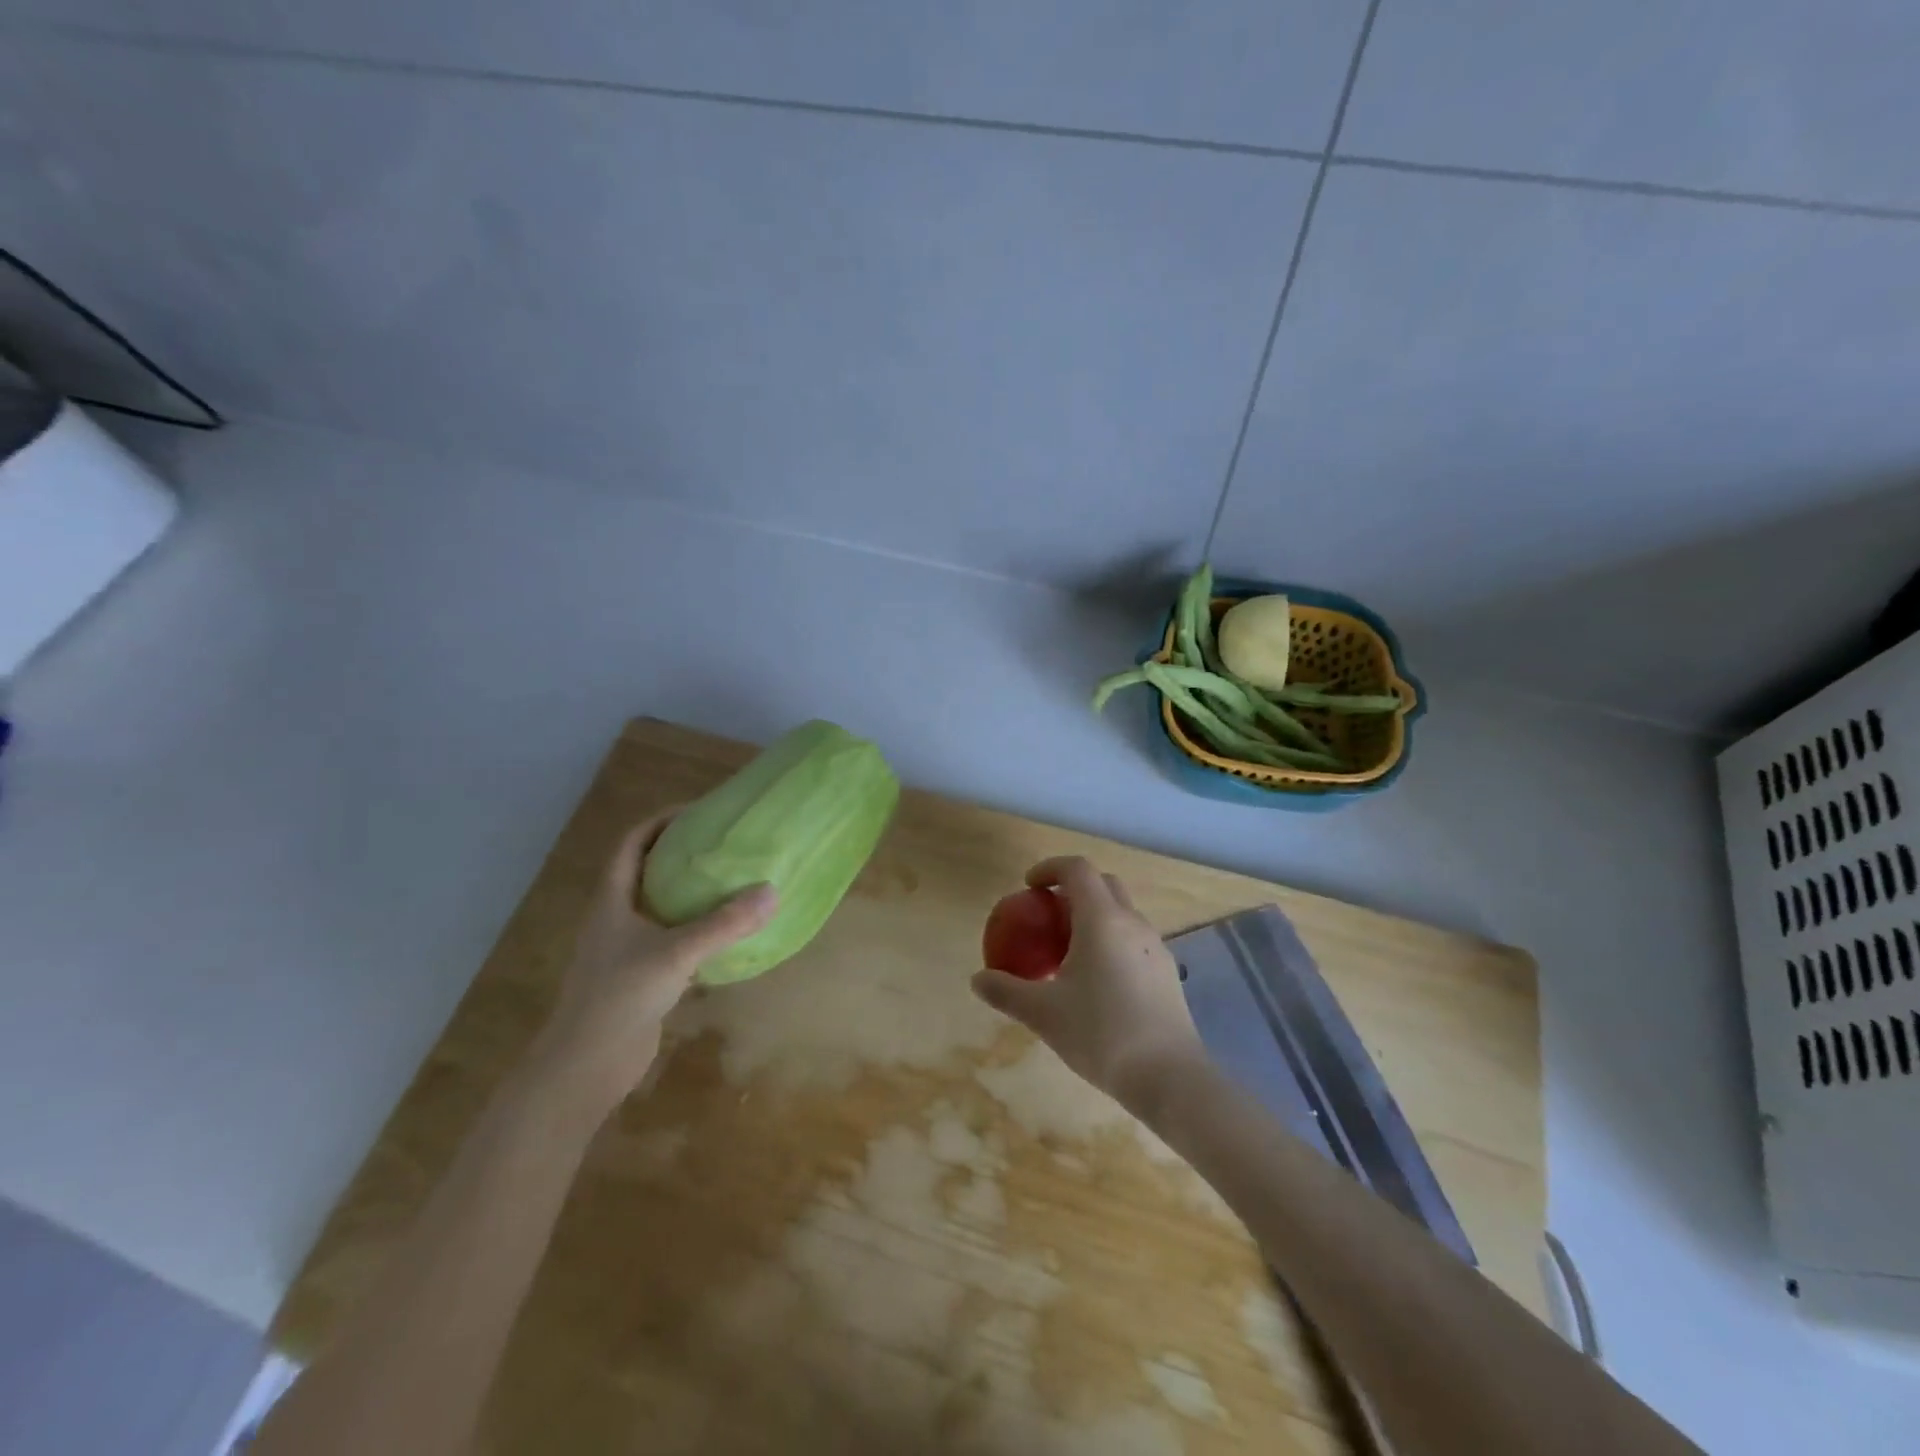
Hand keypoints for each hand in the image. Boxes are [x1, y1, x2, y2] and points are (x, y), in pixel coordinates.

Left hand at [532, 809, 776, 1107]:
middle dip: (682, 854)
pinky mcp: (642, 978)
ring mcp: (627, 951)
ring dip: (692, 895)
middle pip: (647, 872)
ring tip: (733, 883)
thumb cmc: (620, 997)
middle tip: (724, 845)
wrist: (586, 1066)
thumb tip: (771, 892)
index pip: (631, 844)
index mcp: (612, 901)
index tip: (697, 812)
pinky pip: (674, 941)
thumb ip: (724, 924)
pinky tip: (729, 936)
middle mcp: (617, 919)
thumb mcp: (676, 953)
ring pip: (662, 909)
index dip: (660, 822)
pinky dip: (699, 932)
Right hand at [971, 856, 1204, 1113]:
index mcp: (1101, 919)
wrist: (1168, 1076)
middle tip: (1047, 915)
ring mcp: (1155, 947)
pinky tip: (1097, 981)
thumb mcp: (1043, 1014)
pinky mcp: (1166, 972)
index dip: (1050, 868)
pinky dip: (1111, 941)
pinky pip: (1133, 940)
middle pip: (1103, 884)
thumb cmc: (1100, 1033)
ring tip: (1069, 951)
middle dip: (1073, 888)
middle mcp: (1132, 923)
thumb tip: (977, 980)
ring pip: (1122, 913)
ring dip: (1094, 916)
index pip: (1077, 869)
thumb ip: (1006, 991)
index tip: (1029, 886)